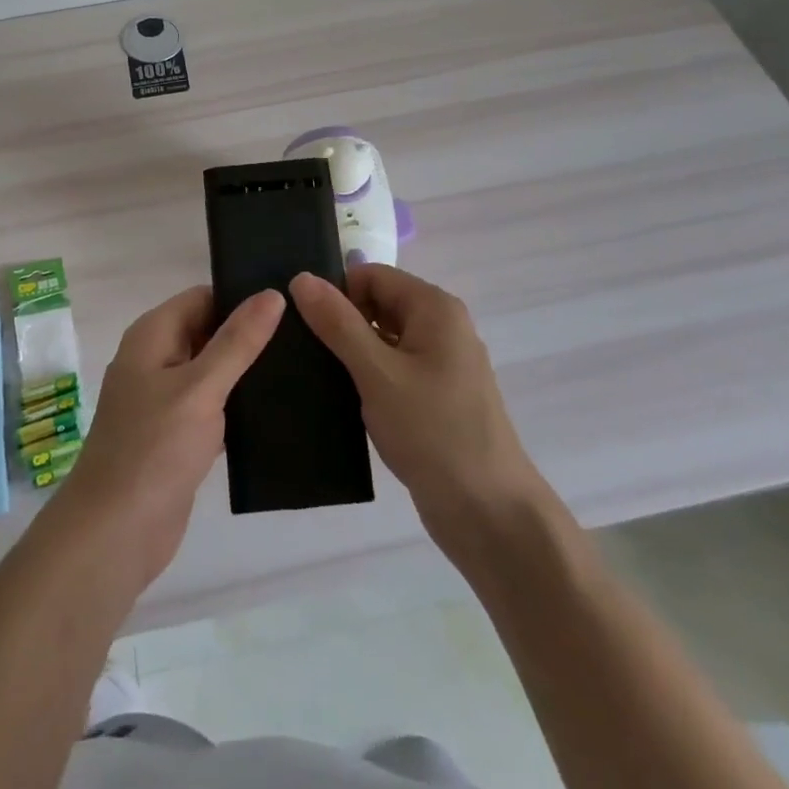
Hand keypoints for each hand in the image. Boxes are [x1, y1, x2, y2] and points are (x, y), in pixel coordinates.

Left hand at [40, 286, 284, 593]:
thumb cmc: (154, 449)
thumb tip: (271, 294)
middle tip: (305, 335)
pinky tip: (278, 409)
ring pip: (213, 371)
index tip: (289, 302)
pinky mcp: (176, 435)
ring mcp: (164, 400)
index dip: (241, 297)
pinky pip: (213, 406)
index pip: (203, 297)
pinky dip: (237, 406)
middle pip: (208, 331)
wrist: (115, 533)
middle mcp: (156, 360)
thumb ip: (237, 341)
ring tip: (302, 366)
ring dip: (246, 371)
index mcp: (153, 335)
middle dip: (248, 334)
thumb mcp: (201, 387)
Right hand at [290, 266, 543, 551]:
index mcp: (434, 308)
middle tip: (300, 350)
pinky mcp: (435, 397)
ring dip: (351, 354)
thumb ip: (338, 323)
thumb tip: (301, 278)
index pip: (371, 275)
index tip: (301, 323)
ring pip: (382, 340)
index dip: (336, 292)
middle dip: (341, 323)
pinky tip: (338, 399)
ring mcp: (441, 364)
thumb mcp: (377, 373)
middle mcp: (442, 327)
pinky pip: (392, 370)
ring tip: (310, 374)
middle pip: (378, 304)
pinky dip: (367, 378)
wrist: (489, 513)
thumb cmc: (434, 432)